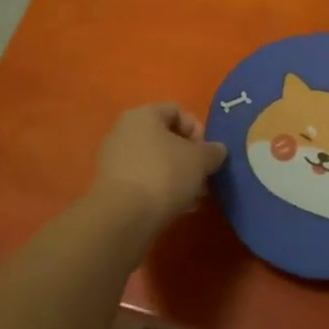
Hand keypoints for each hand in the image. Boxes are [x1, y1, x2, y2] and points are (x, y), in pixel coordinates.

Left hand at [93, 103, 226, 230]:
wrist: (123, 217)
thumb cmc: (164, 174)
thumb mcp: (200, 160)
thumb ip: (213, 151)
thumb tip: (217, 150)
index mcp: (143, 114)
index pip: (176, 111)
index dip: (197, 129)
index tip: (206, 153)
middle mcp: (124, 131)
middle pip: (165, 138)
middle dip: (188, 158)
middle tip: (203, 178)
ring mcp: (114, 159)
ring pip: (155, 162)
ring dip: (177, 176)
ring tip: (193, 198)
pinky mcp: (111, 187)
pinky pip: (143, 180)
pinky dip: (160, 190)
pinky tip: (176, 208)